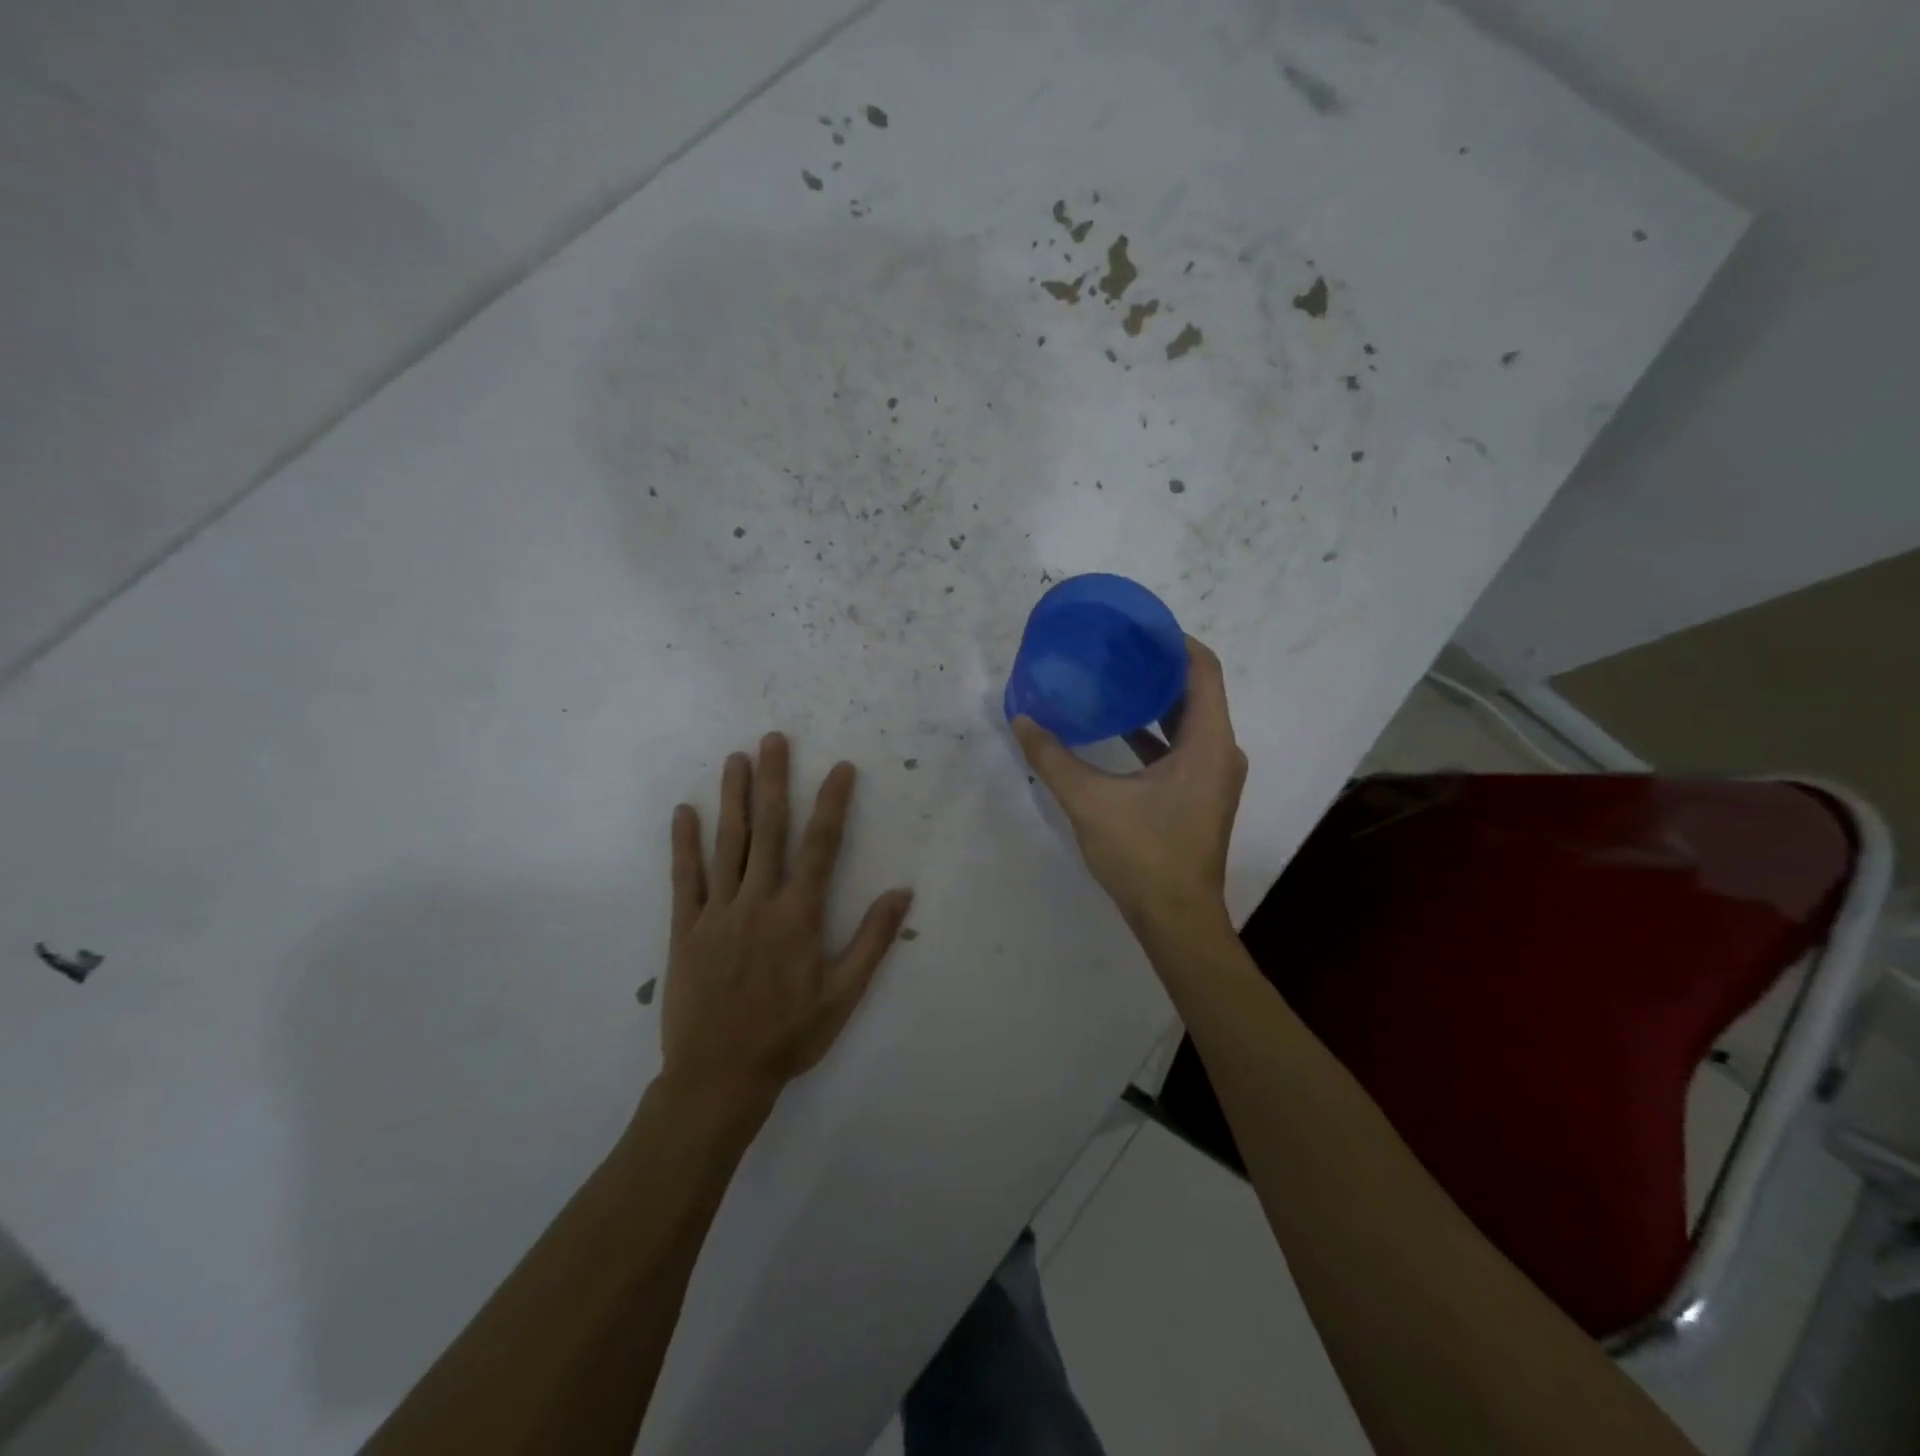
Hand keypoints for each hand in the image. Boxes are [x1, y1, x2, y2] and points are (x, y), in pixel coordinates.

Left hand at [660, 734, 912, 1117]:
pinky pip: (685, 878)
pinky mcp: (686, 929)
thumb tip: (902, 893)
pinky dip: (684, 844)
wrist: (718, 1076)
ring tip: (735, 760)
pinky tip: (685, 812)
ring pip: (727, 843)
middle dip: (774, 781)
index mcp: (798, 915)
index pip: (821, 846)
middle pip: (769, 830)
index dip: (833, 804)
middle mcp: (758, 901)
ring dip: (733, 798)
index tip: (841, 768)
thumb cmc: (788, 1036)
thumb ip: (872, 941)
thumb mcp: (843, 995)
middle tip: (773, 740)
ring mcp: (718, 912)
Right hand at [1013, 636, 1245, 936]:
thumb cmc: (1143, 855)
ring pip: (1190, 721)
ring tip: (1114, 680)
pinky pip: (1183, 747)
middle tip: (1116, 649)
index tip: (1137, 626)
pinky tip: (1119, 731)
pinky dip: (1156, 733)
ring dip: (1156, 700)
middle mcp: (1221, 752)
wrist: (1176, 920)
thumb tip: (1022, 718)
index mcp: (1208, 743)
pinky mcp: (1201, 795)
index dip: (1174, 640)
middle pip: (1197, 691)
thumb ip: (1052, 758)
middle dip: (1159, 667)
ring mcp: (1214, 776)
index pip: (1202, 669)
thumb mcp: (1090, 802)